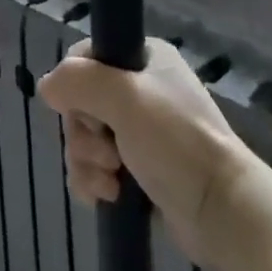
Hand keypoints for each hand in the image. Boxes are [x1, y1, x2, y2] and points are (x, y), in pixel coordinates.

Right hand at [39, 38, 259, 262]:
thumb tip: (46, 87)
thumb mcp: (124, 97)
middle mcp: (141, 90)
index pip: (85, 58)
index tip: (87, 110)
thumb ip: (77, 81)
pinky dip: (92, 181)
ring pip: (85, 138)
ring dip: (87, 161)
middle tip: (105, 153)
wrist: (225, 212)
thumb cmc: (176, 141)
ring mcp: (141, 133)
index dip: (76, 85)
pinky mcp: (140, 172)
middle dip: (83, 133)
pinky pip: (95, 168)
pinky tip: (105, 197)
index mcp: (143, 58)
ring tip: (110, 182)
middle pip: (80, 102)